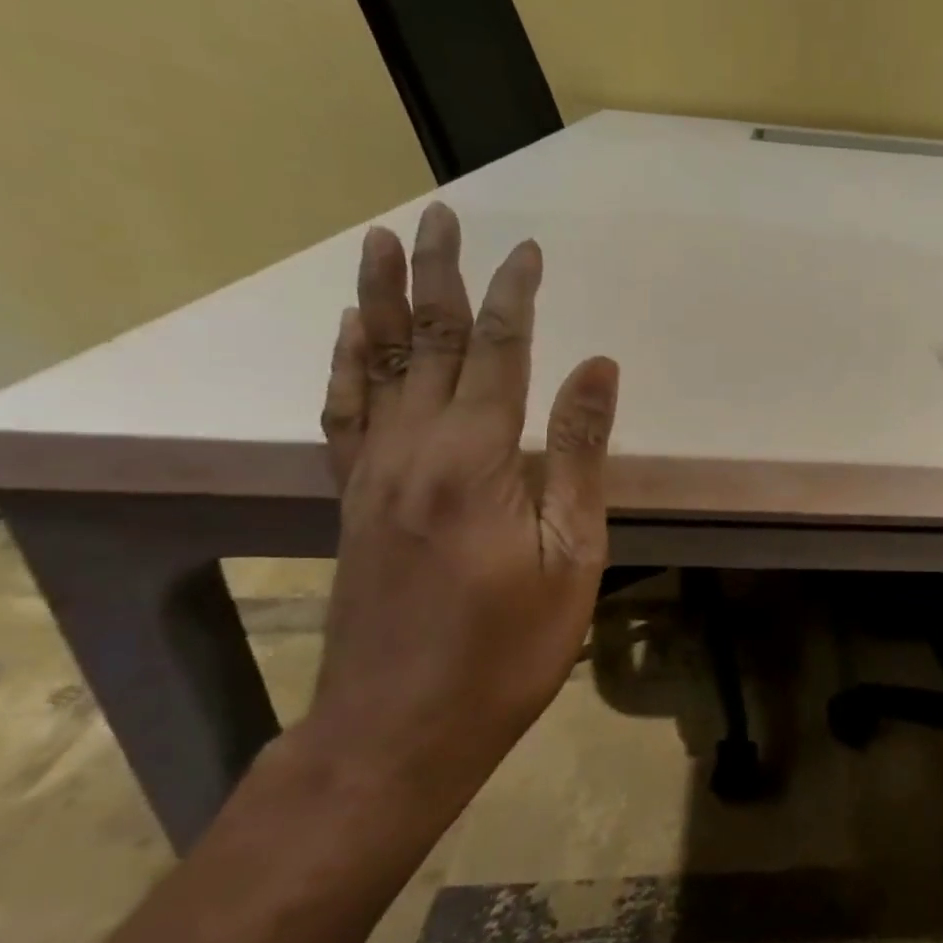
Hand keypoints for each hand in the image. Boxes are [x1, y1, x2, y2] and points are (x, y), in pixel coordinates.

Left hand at [303, 201, 619, 805]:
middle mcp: (412, 449)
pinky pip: (344, 413)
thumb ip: (581, 456)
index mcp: (474, 461)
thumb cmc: (507, 648)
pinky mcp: (352, 500)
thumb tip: (599, 369)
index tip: (528, 251)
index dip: (514, 296)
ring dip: (380, 300)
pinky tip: (350, 335)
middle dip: (438, 274)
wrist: (400, 727)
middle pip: (427, 343)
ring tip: (380, 243)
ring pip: (375, 365)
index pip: (497, 352)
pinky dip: (346, 364)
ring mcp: (372, 473)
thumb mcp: (572, 556)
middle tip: (440, 215)